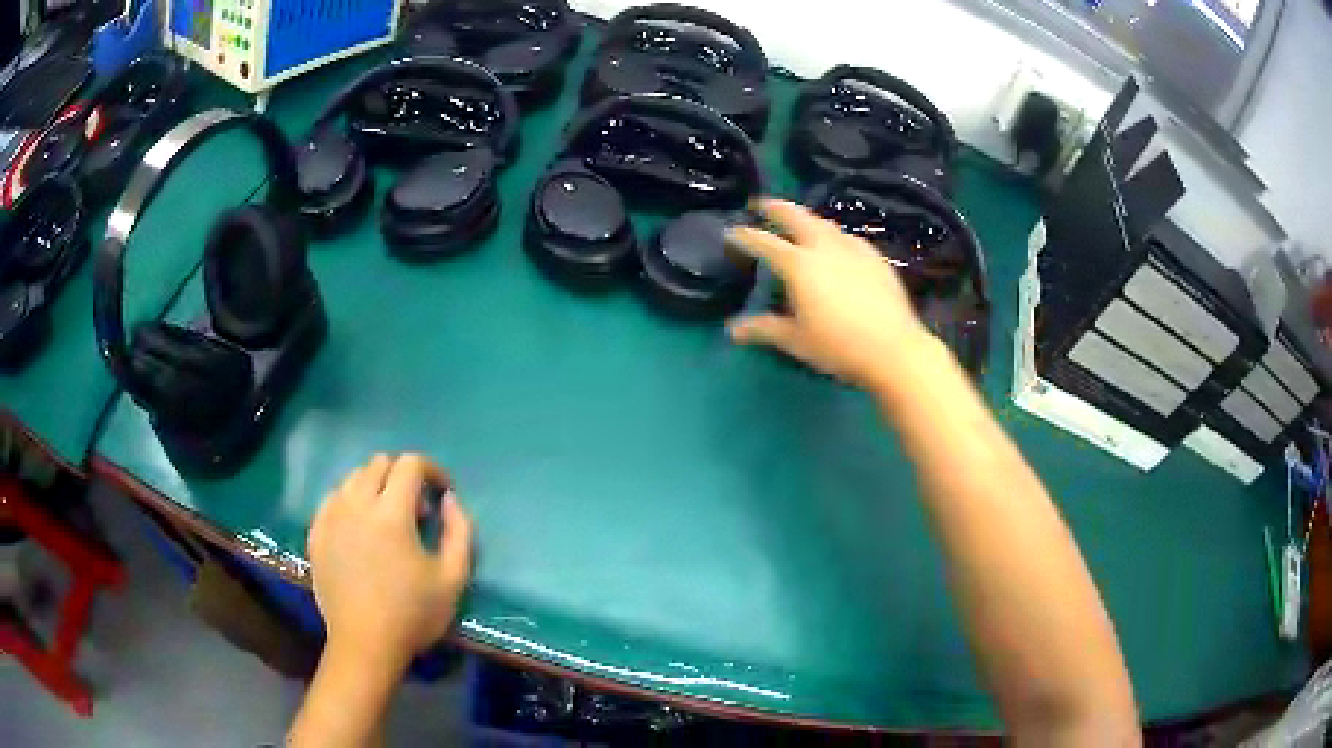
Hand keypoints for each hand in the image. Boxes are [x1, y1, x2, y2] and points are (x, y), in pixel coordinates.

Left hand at [306, 453, 473, 667]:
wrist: (365, 645)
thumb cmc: (413, 614)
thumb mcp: (454, 578)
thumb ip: (460, 531)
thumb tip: (449, 499)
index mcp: (391, 513)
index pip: (410, 464)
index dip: (431, 470)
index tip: (442, 493)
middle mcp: (356, 504)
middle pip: (379, 463)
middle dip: (403, 476)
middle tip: (417, 510)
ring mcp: (330, 517)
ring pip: (352, 479)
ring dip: (375, 487)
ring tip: (386, 519)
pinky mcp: (315, 533)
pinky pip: (332, 500)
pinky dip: (350, 503)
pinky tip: (359, 530)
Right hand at [727, 198, 937, 392]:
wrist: (894, 349)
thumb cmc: (839, 346)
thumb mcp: (797, 341)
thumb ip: (764, 329)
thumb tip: (732, 330)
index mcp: (799, 265)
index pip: (765, 243)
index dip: (745, 236)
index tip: (732, 230)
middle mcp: (824, 247)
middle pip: (797, 217)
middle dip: (776, 208)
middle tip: (762, 203)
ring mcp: (853, 249)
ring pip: (825, 224)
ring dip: (807, 218)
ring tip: (799, 222)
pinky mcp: (875, 257)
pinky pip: (848, 237)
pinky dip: (833, 234)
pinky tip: (837, 244)